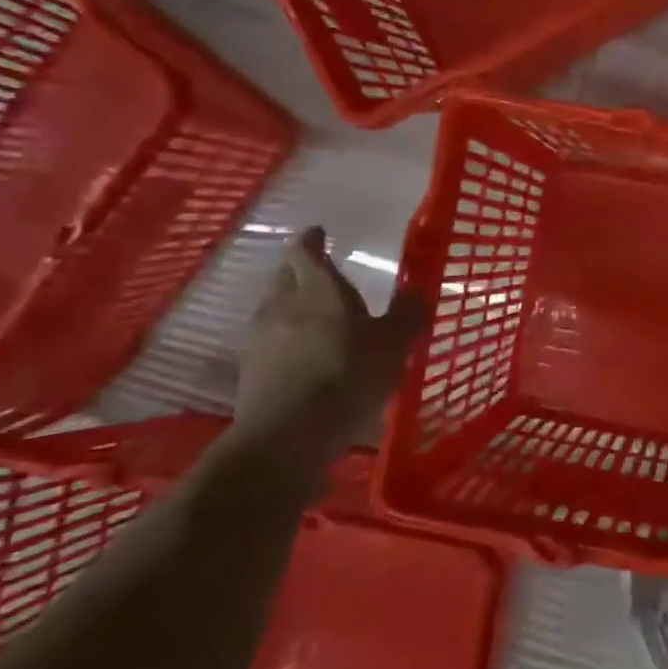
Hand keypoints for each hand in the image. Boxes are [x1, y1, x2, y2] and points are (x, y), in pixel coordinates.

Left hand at [232, 227, 426, 459]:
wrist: (287, 435)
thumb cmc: (347, 377)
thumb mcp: (394, 345)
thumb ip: (407, 315)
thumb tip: (417, 291)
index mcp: (318, 288)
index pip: (306, 251)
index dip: (312, 240)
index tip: (320, 233)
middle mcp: (282, 304)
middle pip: (286, 276)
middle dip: (301, 270)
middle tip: (320, 273)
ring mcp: (260, 337)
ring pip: (274, 307)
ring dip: (291, 304)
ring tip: (313, 314)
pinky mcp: (250, 370)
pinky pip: (269, 340)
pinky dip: (285, 338)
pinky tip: (302, 354)